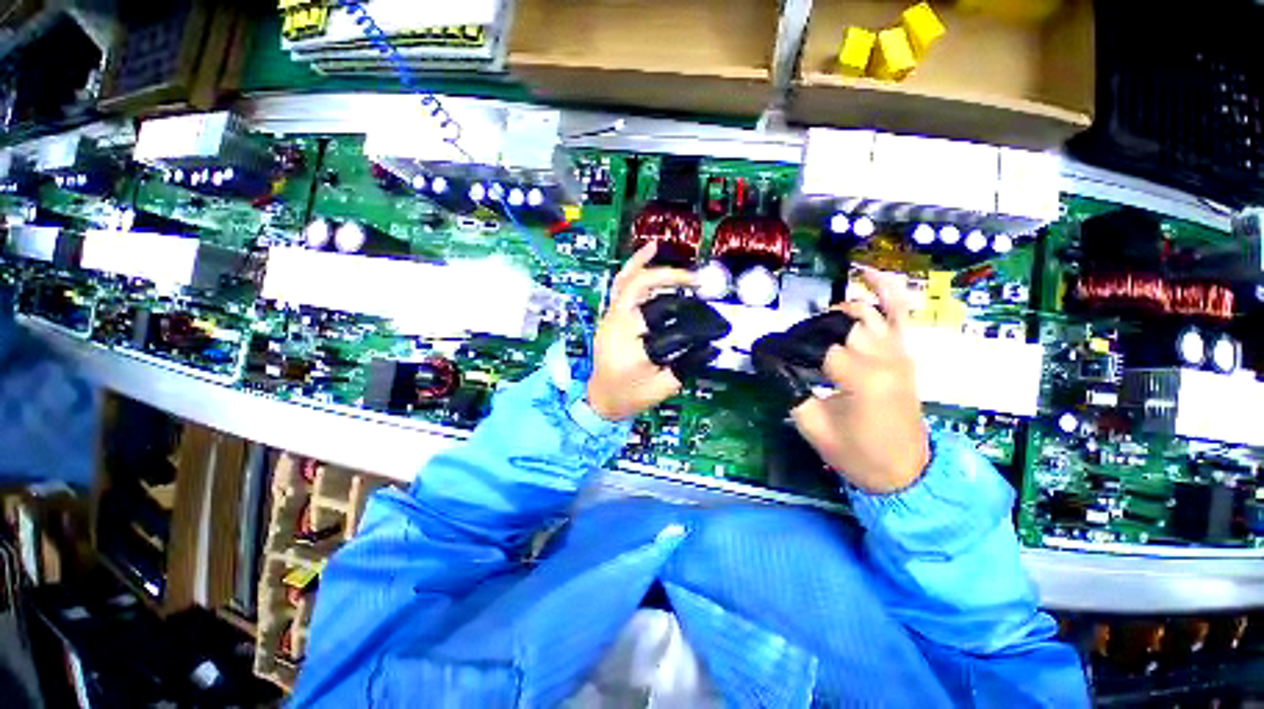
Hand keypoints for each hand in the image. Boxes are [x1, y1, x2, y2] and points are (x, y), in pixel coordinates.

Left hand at [587, 242, 730, 421]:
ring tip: (678, 264)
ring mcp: (609, 318)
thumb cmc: (629, 397)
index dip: (696, 327)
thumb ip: (688, 365)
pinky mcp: (609, 315)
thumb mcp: (664, 388)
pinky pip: (620, 284)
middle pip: (641, 288)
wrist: (601, 398)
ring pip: (628, 280)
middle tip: (697, 282)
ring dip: (654, 267)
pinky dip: (634, 265)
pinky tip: (648, 251)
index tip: (714, 328)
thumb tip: (712, 345)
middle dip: (672, 279)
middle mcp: (616, 327)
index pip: (670, 328)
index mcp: (632, 350)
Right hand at [752, 268, 928, 492]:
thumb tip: (769, 362)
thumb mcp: (811, 424)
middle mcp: (884, 356)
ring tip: (814, 323)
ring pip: (865, 311)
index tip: (767, 353)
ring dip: (835, 312)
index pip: (815, 345)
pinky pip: (899, 312)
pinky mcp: (905, 353)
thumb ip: (788, 388)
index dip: (787, 348)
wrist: (905, 473)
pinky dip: (885, 289)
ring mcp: (900, 351)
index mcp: (862, 376)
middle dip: (808, 331)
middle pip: (837, 324)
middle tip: (790, 348)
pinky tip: (866, 275)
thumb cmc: (857, 454)